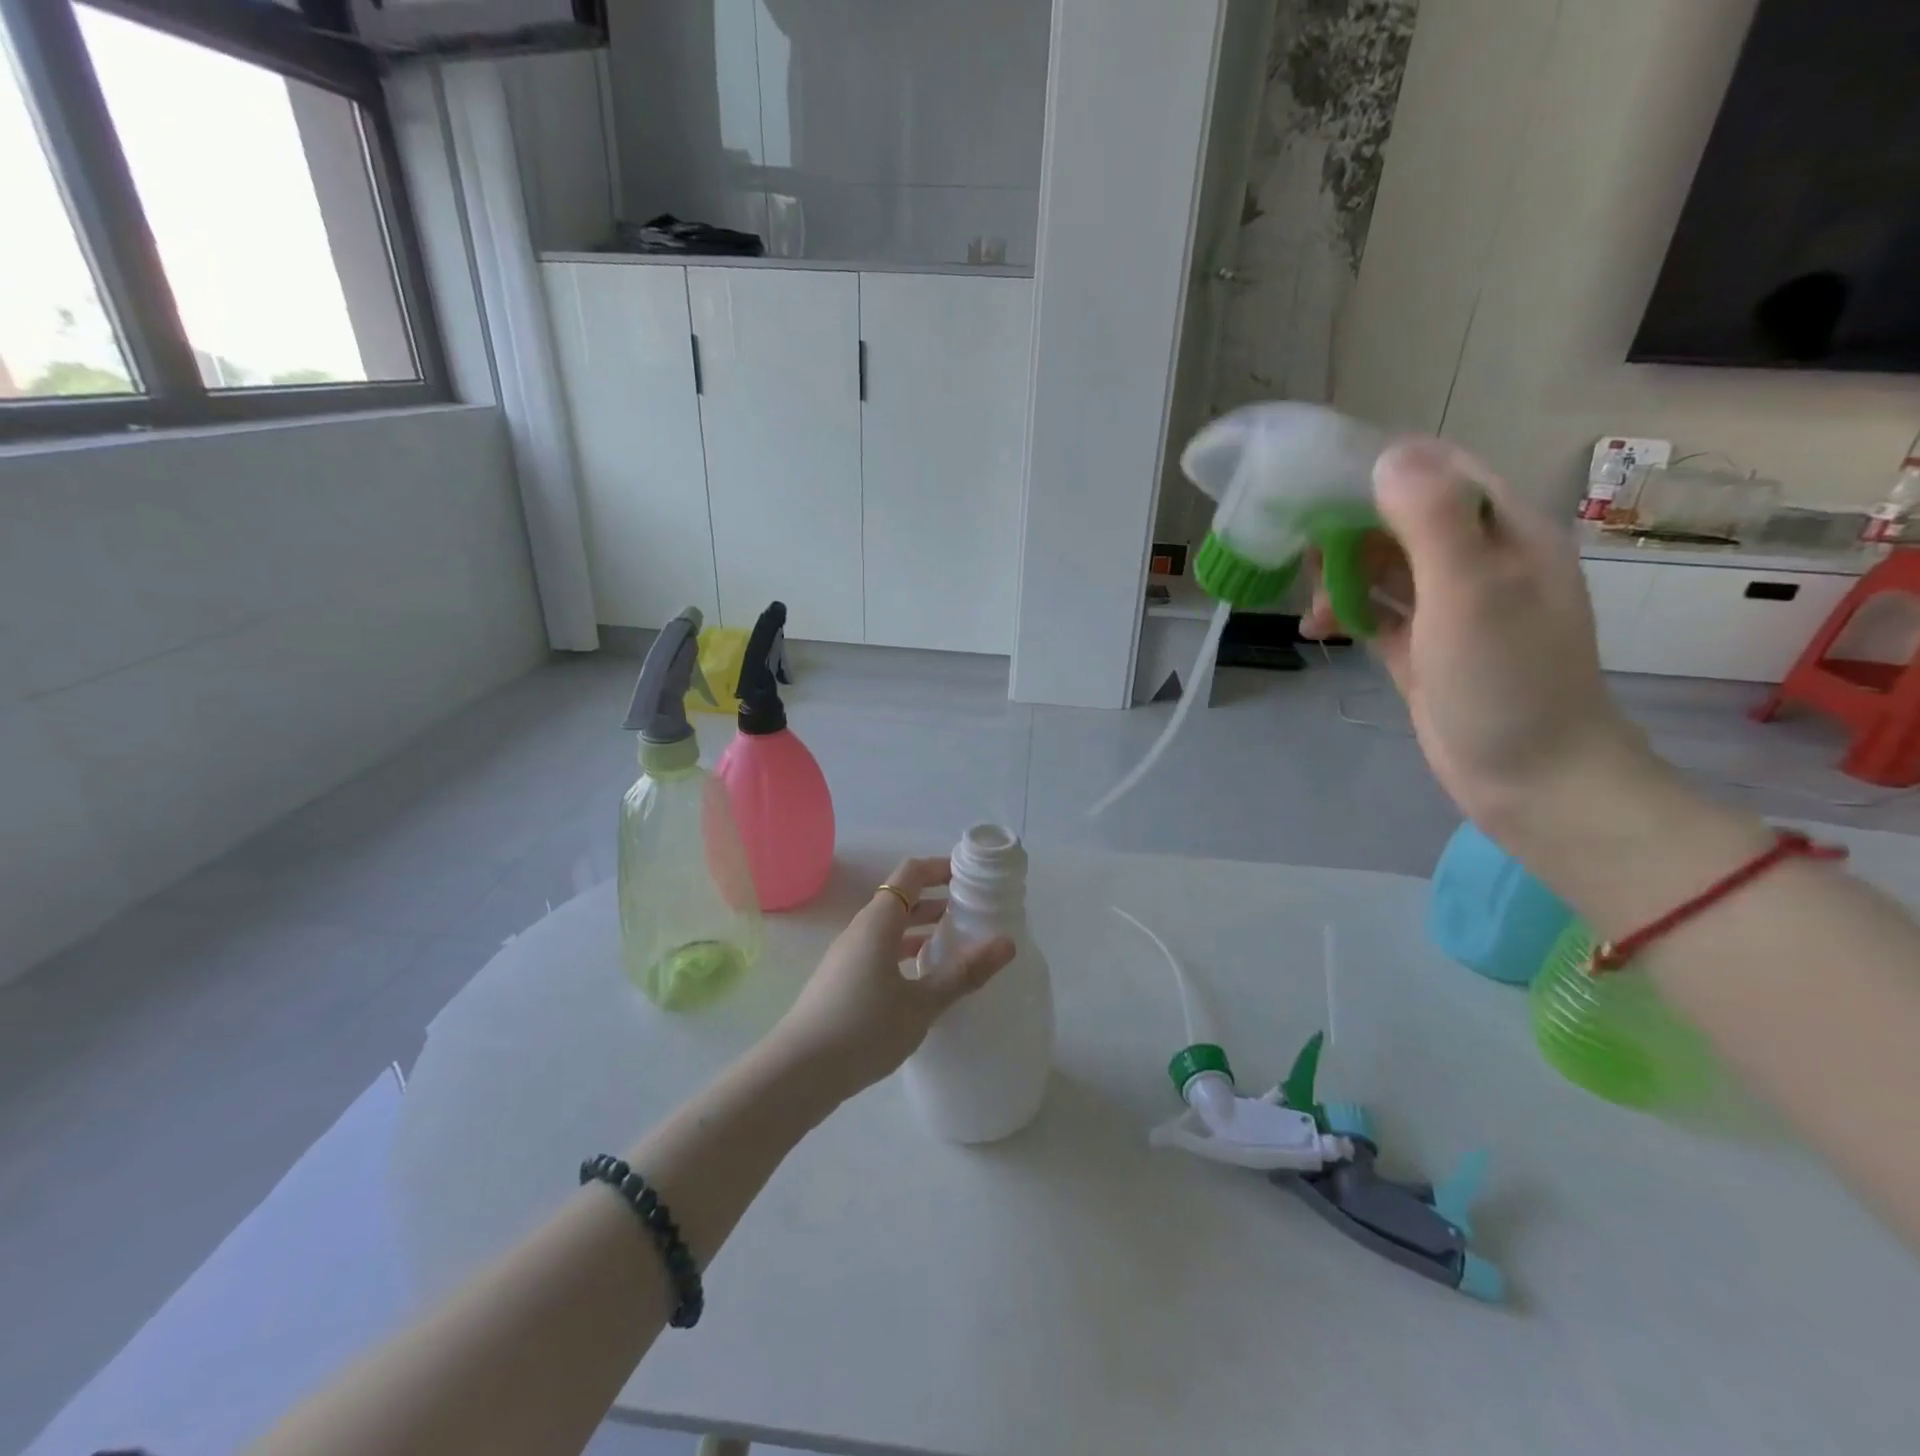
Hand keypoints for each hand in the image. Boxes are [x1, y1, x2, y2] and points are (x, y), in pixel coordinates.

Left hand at [766, 855, 1014, 1102]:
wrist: (798, 1073)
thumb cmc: (863, 1028)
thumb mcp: (922, 1003)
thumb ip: (963, 973)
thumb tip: (1007, 943)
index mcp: (878, 922)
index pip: (911, 874)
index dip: (941, 867)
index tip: (972, 877)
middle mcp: (861, 930)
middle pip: (901, 900)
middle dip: (937, 900)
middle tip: (974, 913)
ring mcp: (848, 956)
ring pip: (890, 929)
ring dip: (922, 929)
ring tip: (956, 944)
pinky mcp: (842, 982)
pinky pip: (880, 951)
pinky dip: (906, 953)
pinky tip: (923, 980)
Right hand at [1301, 436, 1652, 846]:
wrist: (1533, 781)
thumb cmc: (1507, 682)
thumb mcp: (1471, 593)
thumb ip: (1432, 520)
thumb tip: (1386, 455)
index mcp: (1506, 532)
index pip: (1438, 472)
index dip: (1377, 471)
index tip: (1314, 487)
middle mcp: (1480, 560)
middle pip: (1401, 520)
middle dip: (1347, 530)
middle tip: (1299, 554)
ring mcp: (1451, 607)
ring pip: (1383, 567)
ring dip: (1341, 575)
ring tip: (1310, 603)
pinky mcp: (1425, 649)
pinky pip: (1377, 613)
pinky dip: (1346, 614)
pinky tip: (1317, 630)